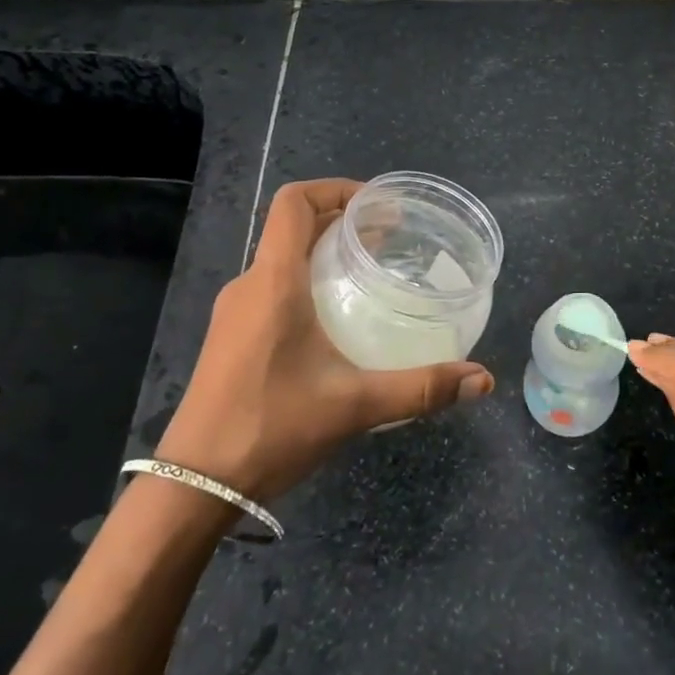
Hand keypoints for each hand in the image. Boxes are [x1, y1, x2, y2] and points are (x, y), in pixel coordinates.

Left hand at [155, 178, 493, 503]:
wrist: (193, 486)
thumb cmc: (271, 428)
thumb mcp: (355, 405)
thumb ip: (421, 388)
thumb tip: (482, 379)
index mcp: (274, 282)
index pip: (294, 202)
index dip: (336, 189)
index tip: (379, 207)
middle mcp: (249, 286)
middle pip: (292, 227)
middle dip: (342, 221)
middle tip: (392, 239)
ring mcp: (234, 313)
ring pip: (281, 259)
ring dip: (323, 253)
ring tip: (371, 272)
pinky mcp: (230, 338)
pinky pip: (271, 287)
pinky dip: (306, 281)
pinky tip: (336, 318)